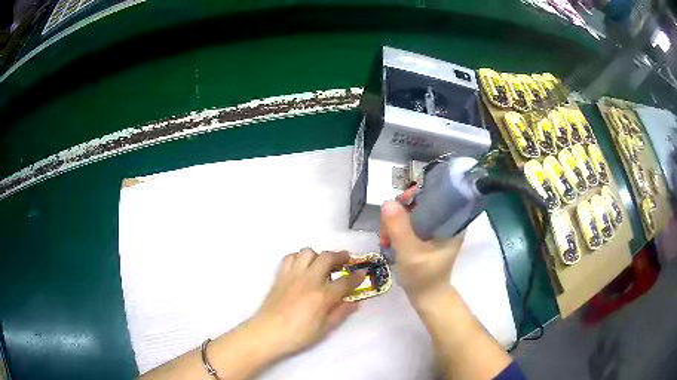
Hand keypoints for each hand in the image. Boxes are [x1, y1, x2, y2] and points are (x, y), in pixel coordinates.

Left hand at [249, 248, 365, 357]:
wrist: (267, 333)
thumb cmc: (297, 335)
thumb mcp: (324, 330)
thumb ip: (340, 314)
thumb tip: (354, 303)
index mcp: (322, 296)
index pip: (345, 282)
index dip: (357, 277)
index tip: (363, 273)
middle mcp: (309, 280)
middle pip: (327, 258)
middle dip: (340, 256)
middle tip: (346, 260)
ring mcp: (293, 276)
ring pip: (307, 252)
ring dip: (318, 255)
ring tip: (322, 263)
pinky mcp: (280, 276)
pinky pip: (290, 257)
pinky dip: (298, 258)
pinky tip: (302, 267)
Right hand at [380, 200, 463, 301]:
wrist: (427, 298)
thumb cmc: (423, 277)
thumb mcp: (410, 253)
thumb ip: (400, 228)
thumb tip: (387, 202)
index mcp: (452, 222)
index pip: (434, 195)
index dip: (414, 195)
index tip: (398, 205)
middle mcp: (446, 221)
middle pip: (420, 203)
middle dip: (400, 213)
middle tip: (387, 230)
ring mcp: (436, 230)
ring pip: (412, 213)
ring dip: (396, 222)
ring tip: (386, 239)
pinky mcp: (427, 237)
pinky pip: (410, 224)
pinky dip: (398, 229)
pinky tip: (389, 240)